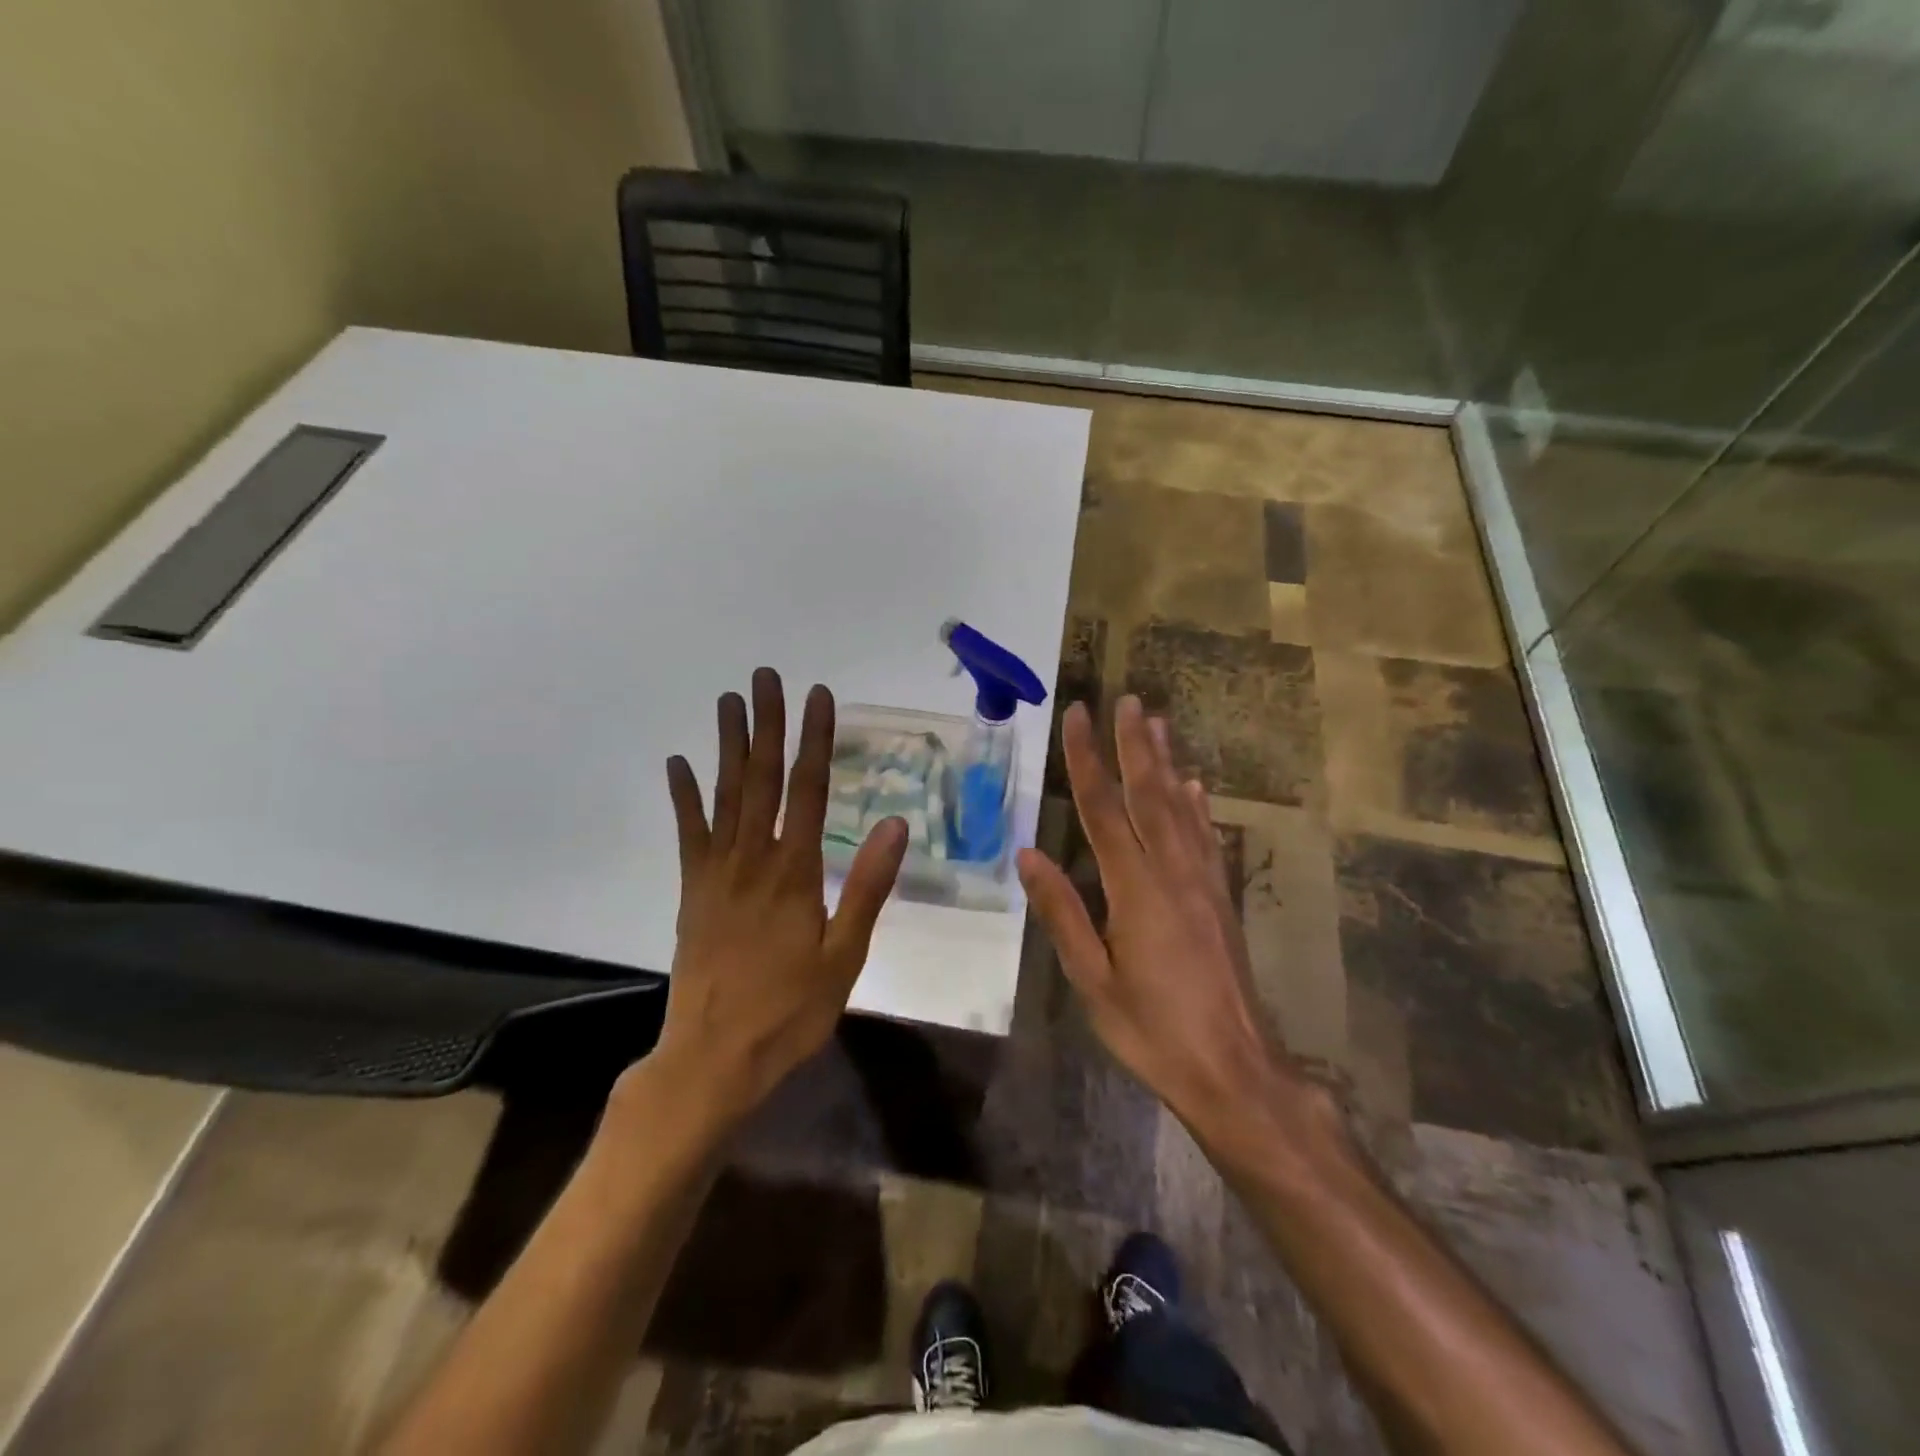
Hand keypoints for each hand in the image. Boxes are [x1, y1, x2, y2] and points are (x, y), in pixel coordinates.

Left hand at [644, 668, 906, 1123]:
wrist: (713, 1058)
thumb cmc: (789, 1010)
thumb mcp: (844, 955)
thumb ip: (867, 886)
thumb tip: (894, 824)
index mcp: (794, 872)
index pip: (807, 790)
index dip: (814, 739)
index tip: (818, 696)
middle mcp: (752, 859)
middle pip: (761, 779)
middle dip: (767, 724)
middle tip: (766, 677)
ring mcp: (716, 873)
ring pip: (724, 795)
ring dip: (728, 745)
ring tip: (729, 701)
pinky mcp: (693, 891)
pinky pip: (688, 834)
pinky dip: (684, 797)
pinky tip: (679, 765)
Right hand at [1017, 696, 1292, 1130]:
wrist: (1234, 1068)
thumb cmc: (1152, 1029)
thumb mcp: (1092, 979)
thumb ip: (1062, 913)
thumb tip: (1029, 853)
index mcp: (1135, 888)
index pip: (1103, 808)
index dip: (1087, 759)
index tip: (1078, 715)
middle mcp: (1173, 872)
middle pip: (1149, 794)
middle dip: (1134, 744)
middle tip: (1127, 699)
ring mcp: (1204, 882)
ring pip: (1181, 807)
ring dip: (1167, 762)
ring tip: (1157, 722)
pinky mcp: (1222, 898)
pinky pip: (1206, 837)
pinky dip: (1196, 804)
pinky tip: (1193, 785)